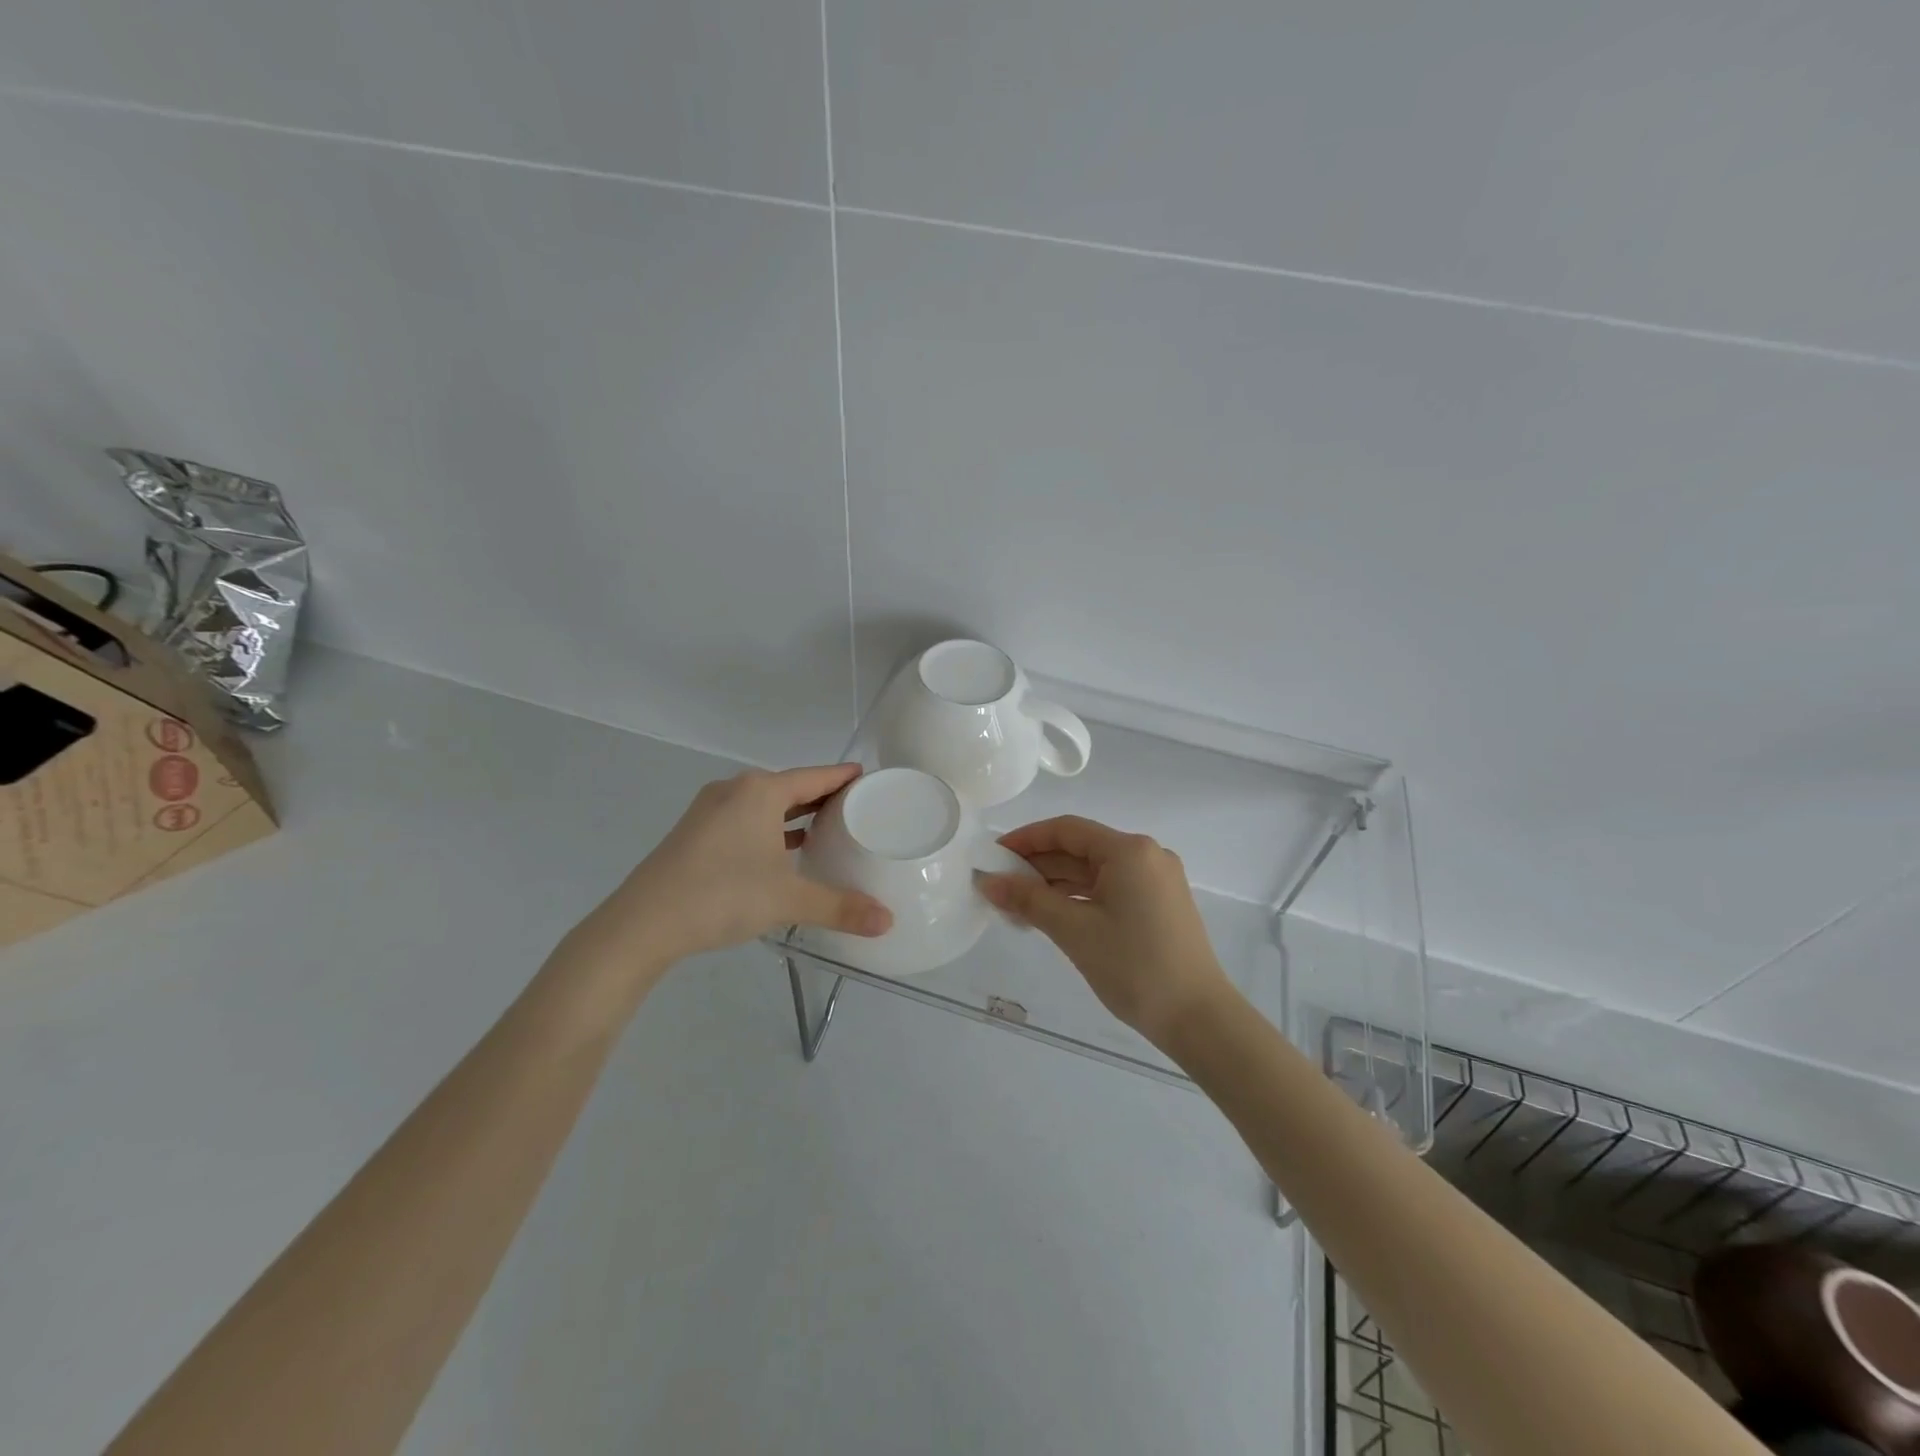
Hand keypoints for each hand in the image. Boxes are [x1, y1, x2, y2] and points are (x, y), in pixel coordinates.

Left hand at [584, 765, 892, 970]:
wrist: (642, 923)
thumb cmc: (722, 895)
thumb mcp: (788, 900)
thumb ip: (840, 907)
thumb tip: (888, 922)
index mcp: (761, 791)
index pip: (816, 776)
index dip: (845, 777)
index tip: (870, 779)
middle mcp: (735, 790)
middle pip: (791, 786)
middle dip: (823, 796)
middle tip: (857, 809)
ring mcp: (710, 811)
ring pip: (764, 804)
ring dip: (794, 814)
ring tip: (827, 829)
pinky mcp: (695, 833)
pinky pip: (745, 820)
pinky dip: (769, 828)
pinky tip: (782, 851)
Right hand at [978, 816, 1231, 1048]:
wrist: (1198, 1019)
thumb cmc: (1134, 967)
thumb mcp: (1074, 930)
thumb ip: (1028, 900)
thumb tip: (987, 881)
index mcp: (1129, 850)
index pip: (1067, 830)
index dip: (1026, 839)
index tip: (993, 856)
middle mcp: (1146, 855)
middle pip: (1081, 849)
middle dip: (1038, 866)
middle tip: (999, 886)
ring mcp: (1157, 881)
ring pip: (1095, 872)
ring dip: (1056, 885)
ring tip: (1017, 907)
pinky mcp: (1160, 904)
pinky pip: (1111, 889)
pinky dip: (1080, 898)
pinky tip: (1052, 916)